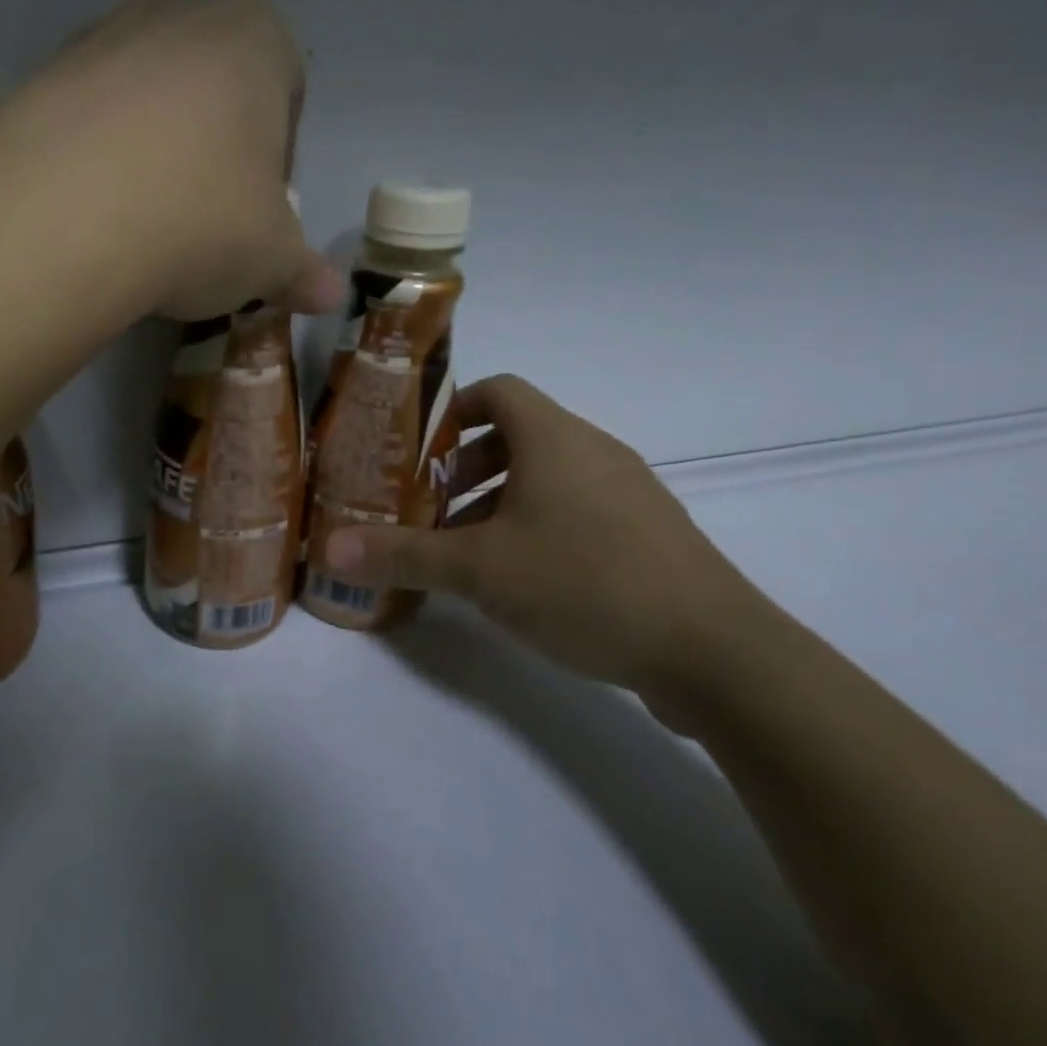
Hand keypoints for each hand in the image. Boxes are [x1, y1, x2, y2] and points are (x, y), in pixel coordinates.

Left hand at [0, 0, 341, 320]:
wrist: (63, 223)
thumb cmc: (199, 223)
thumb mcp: (269, 260)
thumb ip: (303, 271)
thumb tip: (330, 295)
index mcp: (253, 39)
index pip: (286, 91)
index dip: (277, 158)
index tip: (258, 211)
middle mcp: (175, 15)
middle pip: (211, 87)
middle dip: (213, 147)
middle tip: (201, 217)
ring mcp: (98, 39)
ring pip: (143, 98)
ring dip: (149, 149)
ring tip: (138, 220)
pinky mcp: (37, 78)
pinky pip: (83, 118)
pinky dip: (93, 157)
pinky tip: (89, 213)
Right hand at [323, 375, 773, 693]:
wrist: (716, 654)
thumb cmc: (585, 583)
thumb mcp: (478, 570)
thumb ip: (403, 554)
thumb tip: (329, 547)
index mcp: (554, 438)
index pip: (498, 391)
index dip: (453, 409)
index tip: (417, 449)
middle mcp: (594, 451)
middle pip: (517, 435)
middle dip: (465, 467)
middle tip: (429, 506)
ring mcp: (628, 493)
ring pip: (548, 476)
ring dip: (498, 500)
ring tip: (465, 549)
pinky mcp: (648, 534)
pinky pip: (577, 508)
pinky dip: (537, 525)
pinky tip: (521, 579)